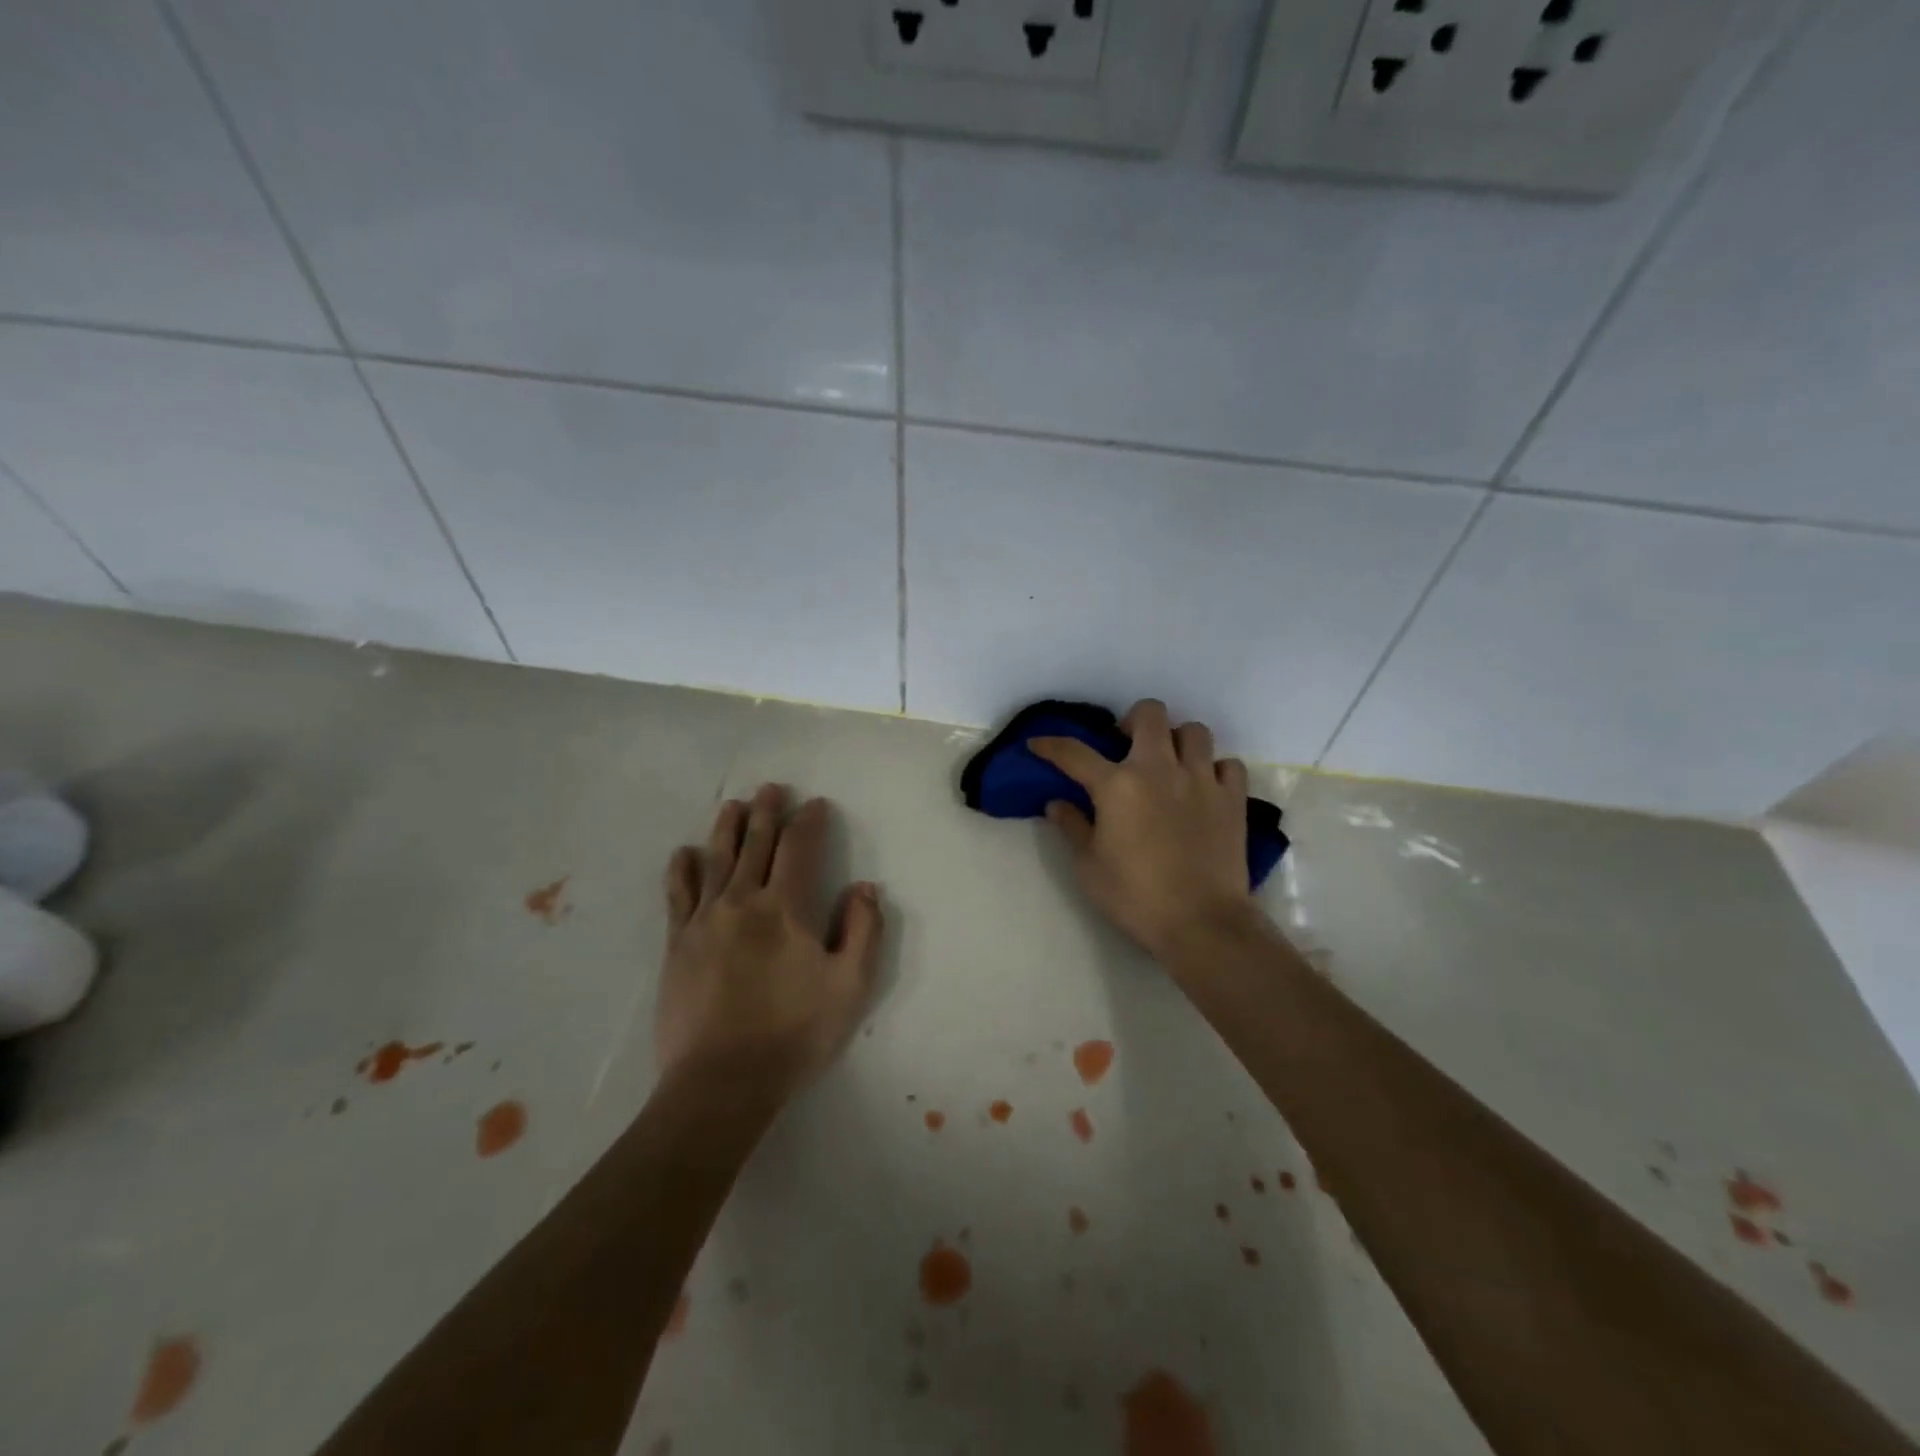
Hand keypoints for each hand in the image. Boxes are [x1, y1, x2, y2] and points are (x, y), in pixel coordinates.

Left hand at [656, 785, 883, 1102]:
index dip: (809, 822)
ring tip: (733, 805)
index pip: (798, 849)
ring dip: (727, 828)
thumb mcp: (849, 986)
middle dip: (767, 812)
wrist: (722, 1082)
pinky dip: (682, 870)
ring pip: (716, 860)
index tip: (816, 804)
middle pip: (755, 844)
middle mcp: (742, 902)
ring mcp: (704, 921)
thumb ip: (863, 930)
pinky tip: (685, 854)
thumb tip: (865, 886)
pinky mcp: (678, 944)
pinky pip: (678, 895)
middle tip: (772, 788)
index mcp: (785, 909)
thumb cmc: (794, 1034)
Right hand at [1032, 700, 1257, 960]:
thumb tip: (1057, 804)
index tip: (1038, 744)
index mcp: (1117, 786)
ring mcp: (1201, 780)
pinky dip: (1215, 769)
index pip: (1074, 753)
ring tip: (1169, 764)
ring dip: (1177, 741)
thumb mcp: (1089, 866)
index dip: (1050, 745)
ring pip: (1194, 731)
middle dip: (1132, 722)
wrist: (1201, 922)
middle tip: (1126, 747)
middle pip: (1149, 714)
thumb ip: (1073, 827)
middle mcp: (1159, 769)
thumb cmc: (1135, 897)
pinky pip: (1228, 764)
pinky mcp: (1232, 799)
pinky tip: (1204, 787)